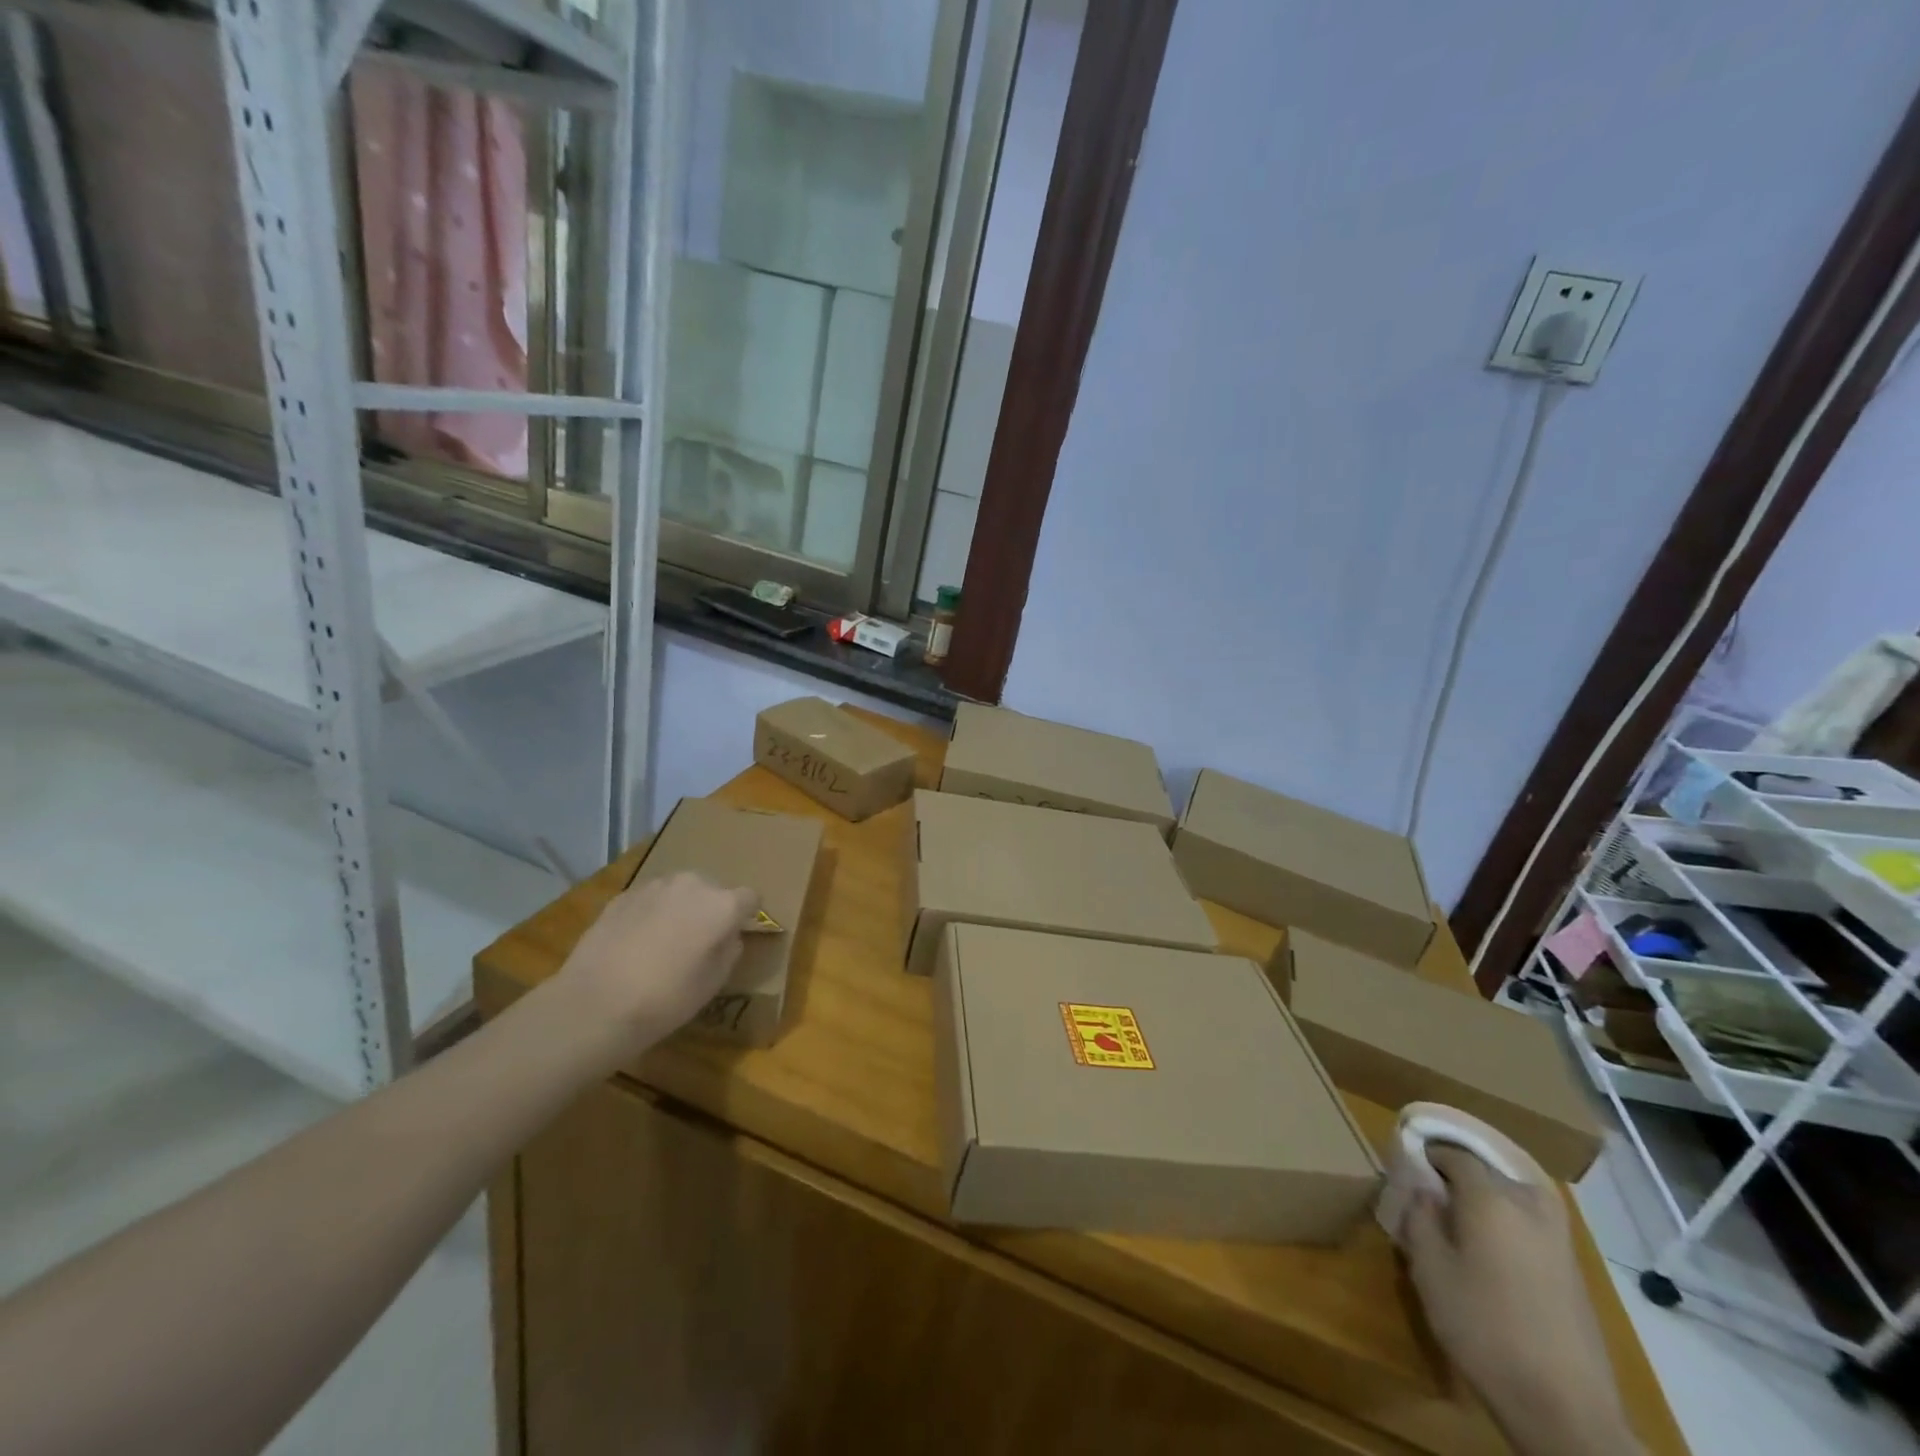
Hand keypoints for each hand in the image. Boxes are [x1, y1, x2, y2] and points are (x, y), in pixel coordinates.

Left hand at [551, 872, 758, 1061]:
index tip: (734, 936)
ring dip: (680, 908)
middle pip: (713, 889)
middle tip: (698, 941)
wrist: (595, 1004)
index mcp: (722, 905)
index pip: (750, 898)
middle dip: (711, 909)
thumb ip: (729, 950)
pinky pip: (650, 899)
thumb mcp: (714, 982)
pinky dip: (651, 913)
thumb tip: (728, 935)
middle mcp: (692, 884)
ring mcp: (655, 886)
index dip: (746, 916)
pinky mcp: (623, 896)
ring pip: (680, 891)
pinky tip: (636, 943)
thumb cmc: (666, 998)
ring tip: (665, 941)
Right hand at [1403, 1147, 1640, 1455]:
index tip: (1410, 1161)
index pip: (1455, 1154)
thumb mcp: (1429, 1269)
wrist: (1563, 1405)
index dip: (1430, 1152)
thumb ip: (1420, 1217)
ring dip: (1493, 1187)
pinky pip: (1537, 1218)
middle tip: (1436, 1183)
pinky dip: (1514, 1212)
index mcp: (1489, 1198)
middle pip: (1491, 1167)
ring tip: (1467, 1203)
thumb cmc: (1483, 1327)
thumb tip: (1423, 1189)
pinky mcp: (1574, 1268)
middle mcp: (1527, 1206)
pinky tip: (1497, 1237)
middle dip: (1462, 1167)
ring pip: (1520, 1189)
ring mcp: (1558, 1237)